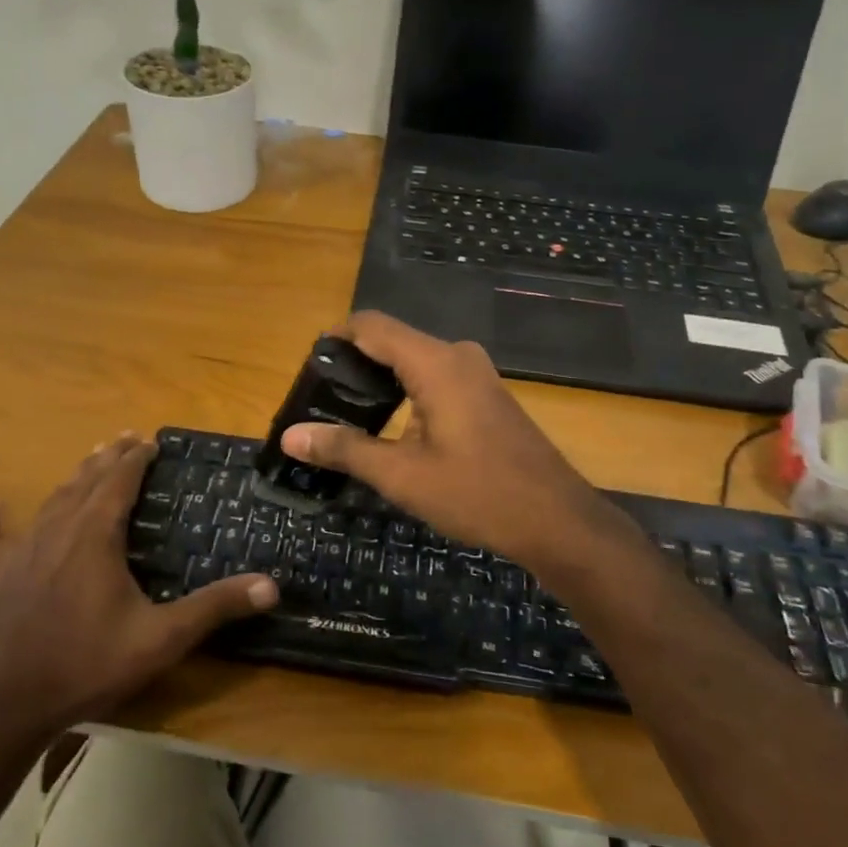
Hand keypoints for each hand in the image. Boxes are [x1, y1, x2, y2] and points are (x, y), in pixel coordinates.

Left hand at [0, 433, 276, 754]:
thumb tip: (271, 586)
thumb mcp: (160, 639)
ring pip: (50, 502)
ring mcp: (19, 553)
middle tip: (125, 438)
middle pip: (85, 482)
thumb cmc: (85, 666)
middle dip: (108, 458)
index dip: (135, 458)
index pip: (119, 482)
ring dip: (72, 478)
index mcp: (95, 537)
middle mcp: (57, 532)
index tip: (150, 440)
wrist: (3, 707)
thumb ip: (214, 608)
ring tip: (87, 460)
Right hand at [280, 312, 627, 572]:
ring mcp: (477, 374)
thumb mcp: (402, 475)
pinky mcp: (487, 395)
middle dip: (354, 365)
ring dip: (380, 382)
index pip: (372, 326)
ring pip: (415, 361)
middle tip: (320, 402)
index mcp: (436, 363)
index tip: (307, 369)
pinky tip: (391, 427)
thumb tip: (291, 436)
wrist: (556, 520)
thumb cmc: (477, 494)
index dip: (335, 338)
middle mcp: (457, 356)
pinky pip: (436, 378)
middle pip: (392, 341)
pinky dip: (407, 392)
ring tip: (346, 417)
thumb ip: (345, 449)